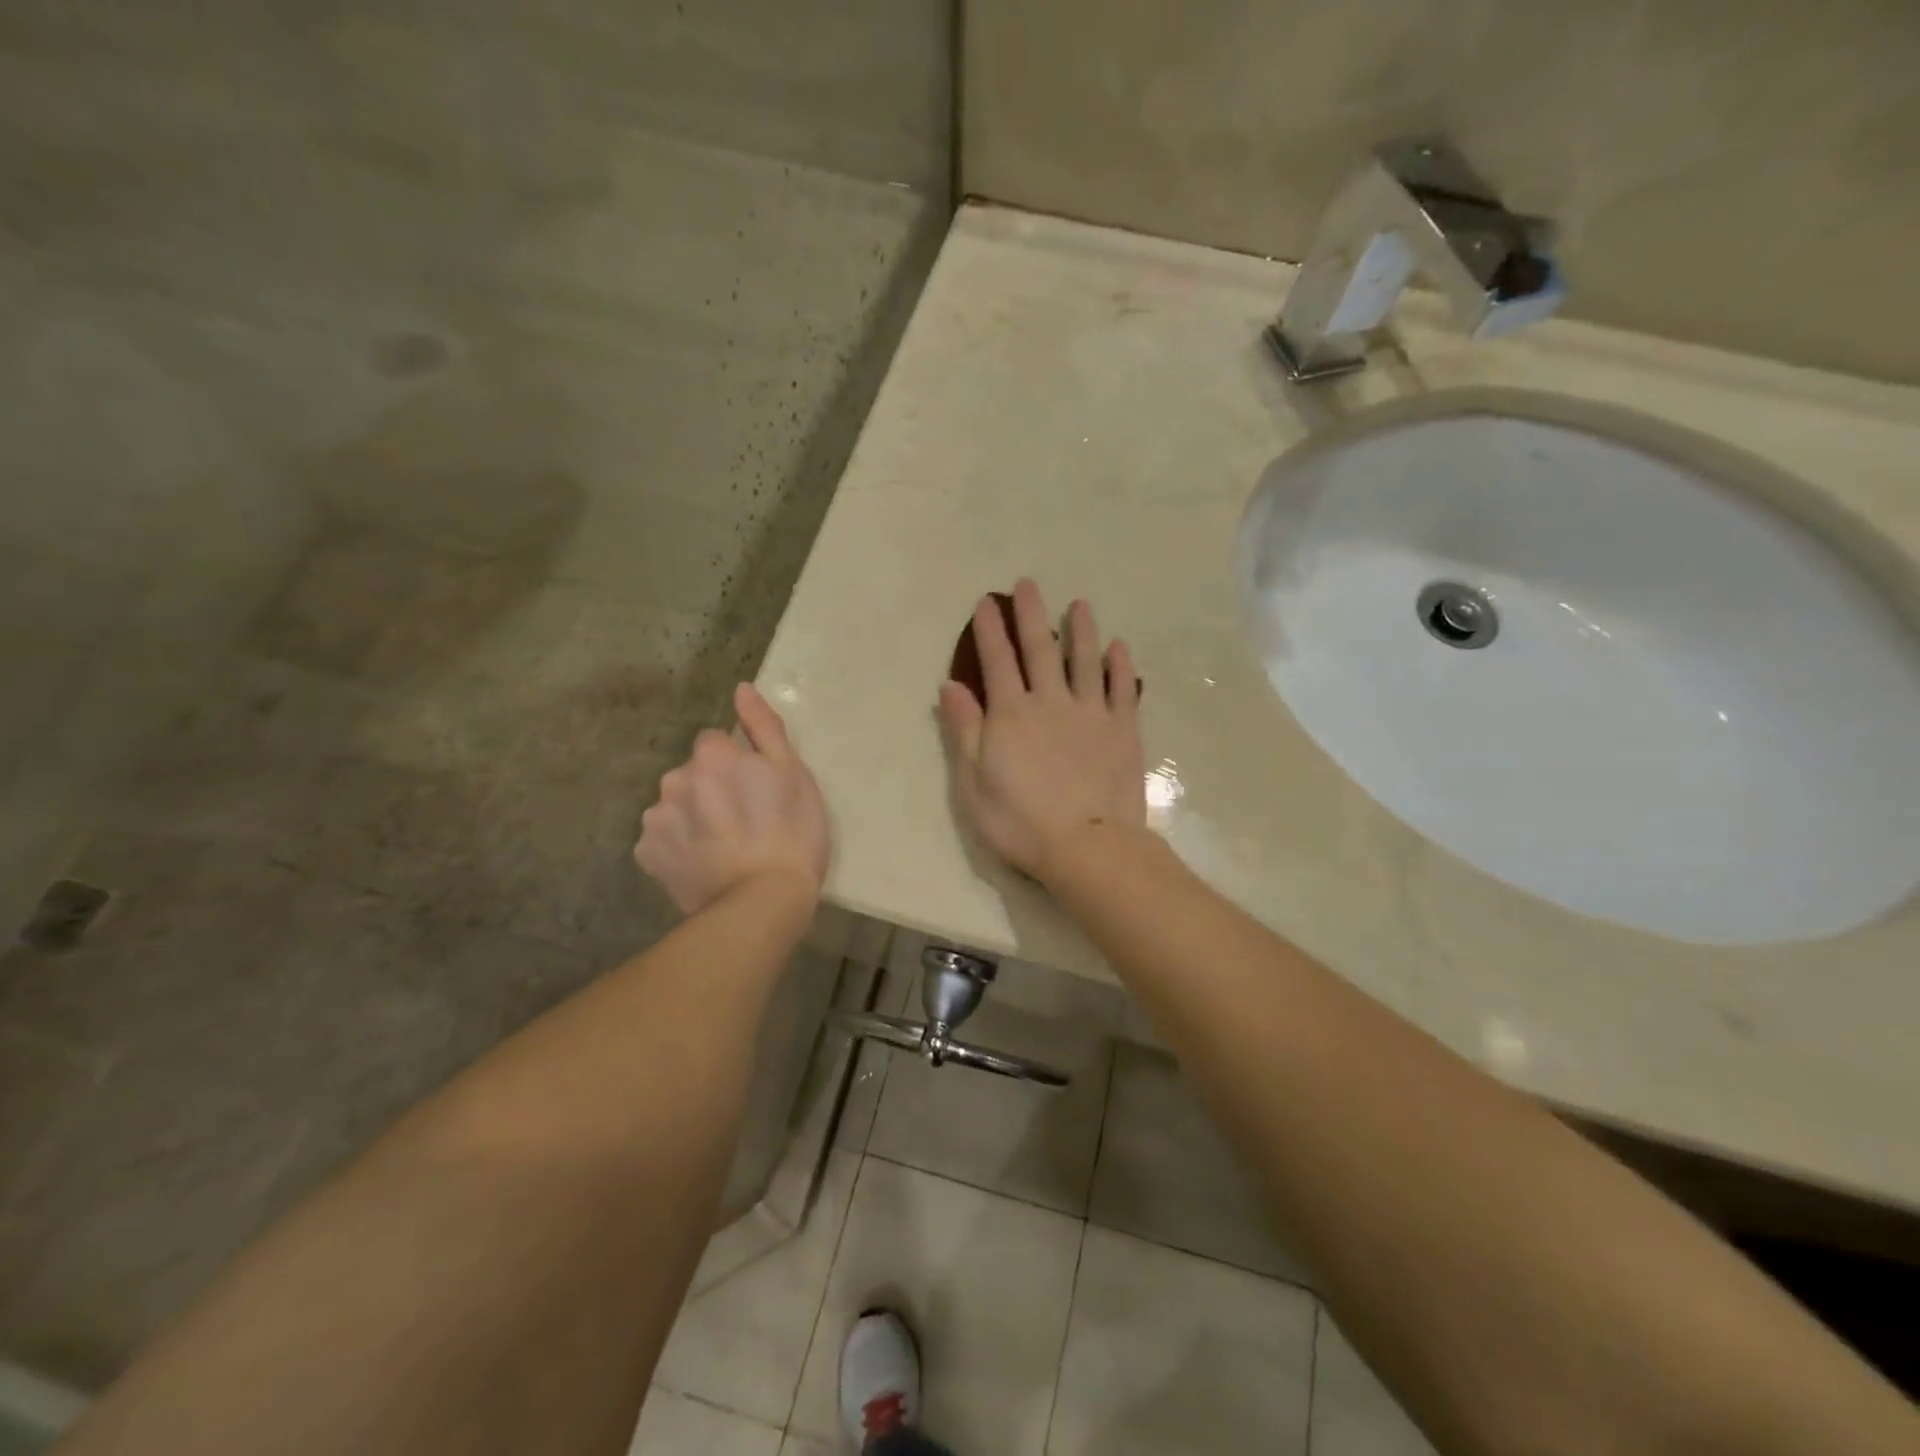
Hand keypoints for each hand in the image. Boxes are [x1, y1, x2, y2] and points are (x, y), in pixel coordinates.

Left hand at [635, 684, 829, 914]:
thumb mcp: (793, 772)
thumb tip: (741, 689)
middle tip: (745, 820)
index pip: (716, 743)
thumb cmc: (791, 831)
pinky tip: (704, 863)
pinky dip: (678, 846)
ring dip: (693, 815)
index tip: (757, 789)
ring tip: (724, 846)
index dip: (738, 764)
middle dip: (712, 787)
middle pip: (692, 773)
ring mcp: (657, 819)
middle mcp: (675, 779)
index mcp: (711, 756)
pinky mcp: (648, 855)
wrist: (764, 901)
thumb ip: (763, 726)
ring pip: (676, 804)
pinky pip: (662, 839)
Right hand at [938, 579, 1145, 880]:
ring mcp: (1091, 712)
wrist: (1088, 847)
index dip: (989, 630)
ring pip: (1085, 660)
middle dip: (1031, 614)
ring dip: (1081, 629)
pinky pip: (1122, 688)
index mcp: (1011, 714)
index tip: (986, 602)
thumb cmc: (1021, 822)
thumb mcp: (974, 783)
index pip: (996, 661)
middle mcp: (1051, 701)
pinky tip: (1118, 646)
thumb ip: (965, 730)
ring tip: (1080, 604)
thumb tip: (950, 686)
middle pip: (1040, 648)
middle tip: (1028, 583)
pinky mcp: (1123, 729)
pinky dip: (1119, 665)